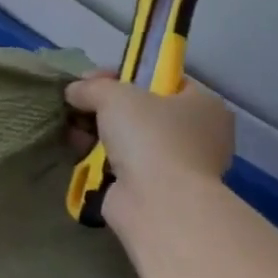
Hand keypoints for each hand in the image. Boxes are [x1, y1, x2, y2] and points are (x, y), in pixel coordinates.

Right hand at [65, 73, 234, 228]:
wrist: (158, 203)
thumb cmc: (150, 137)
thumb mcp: (115, 95)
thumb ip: (92, 87)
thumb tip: (73, 91)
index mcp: (204, 105)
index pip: (163, 80)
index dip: (126, 74)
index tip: (92, 79)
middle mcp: (199, 135)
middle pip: (144, 111)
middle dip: (107, 107)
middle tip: (78, 104)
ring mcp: (180, 167)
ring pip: (133, 140)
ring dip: (101, 134)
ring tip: (72, 129)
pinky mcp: (158, 192)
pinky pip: (125, 166)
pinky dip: (102, 160)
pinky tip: (78, 152)